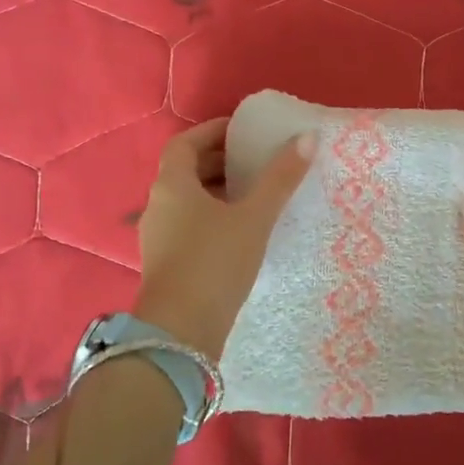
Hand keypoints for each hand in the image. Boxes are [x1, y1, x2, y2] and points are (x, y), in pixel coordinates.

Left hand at [132, 118, 315, 360]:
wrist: (181, 332)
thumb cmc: (215, 263)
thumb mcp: (254, 218)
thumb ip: (280, 178)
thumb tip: (306, 137)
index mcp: (172, 185)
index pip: (185, 143)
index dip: (212, 132)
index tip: (242, 132)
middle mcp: (157, 205)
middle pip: (185, 171)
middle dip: (218, 162)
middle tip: (254, 161)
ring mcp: (157, 237)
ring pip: (187, 201)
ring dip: (216, 191)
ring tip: (254, 195)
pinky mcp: (166, 263)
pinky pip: (188, 225)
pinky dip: (212, 217)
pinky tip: (240, 231)